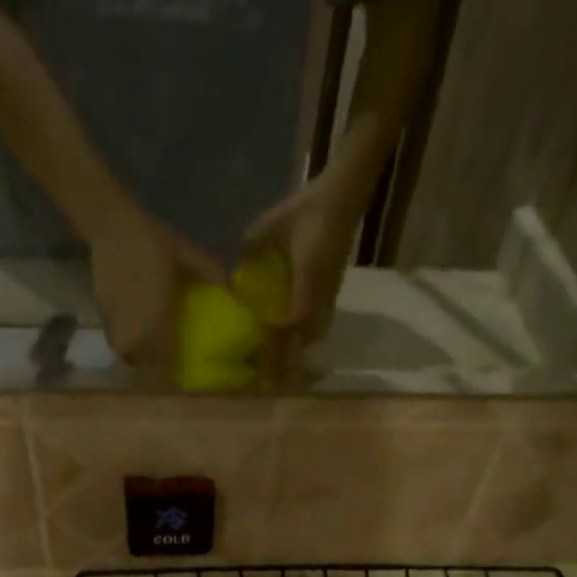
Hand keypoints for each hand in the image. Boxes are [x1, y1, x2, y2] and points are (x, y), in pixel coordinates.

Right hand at [89, 204, 225, 369]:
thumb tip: (231, 286)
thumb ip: (208, 269)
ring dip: (138, 357)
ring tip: (149, 353)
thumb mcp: (185, 251)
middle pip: (143, 363)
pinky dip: (126, 342)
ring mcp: (116, 322)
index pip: (164, 359)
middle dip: (153, 369)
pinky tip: (134, 333)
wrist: (111, 223)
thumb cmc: (151, 239)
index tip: (179, 373)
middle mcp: (136, 327)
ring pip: (127, 353)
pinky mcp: (103, 313)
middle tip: (165, 365)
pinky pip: (115, 339)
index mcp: (157, 318)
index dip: (170, 372)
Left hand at [242, 173, 363, 374]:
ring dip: (299, 352)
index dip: (280, 344)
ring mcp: (330, 294)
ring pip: (315, 333)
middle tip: (270, 380)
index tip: (264, 362)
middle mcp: (321, 292)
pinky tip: (293, 346)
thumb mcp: (273, 224)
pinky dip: (306, 338)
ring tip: (282, 371)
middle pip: (307, 337)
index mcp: (307, 277)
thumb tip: (233, 273)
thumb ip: (252, 247)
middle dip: (289, 360)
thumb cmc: (308, 208)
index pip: (294, 320)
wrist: (343, 196)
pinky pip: (319, 324)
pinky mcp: (332, 292)